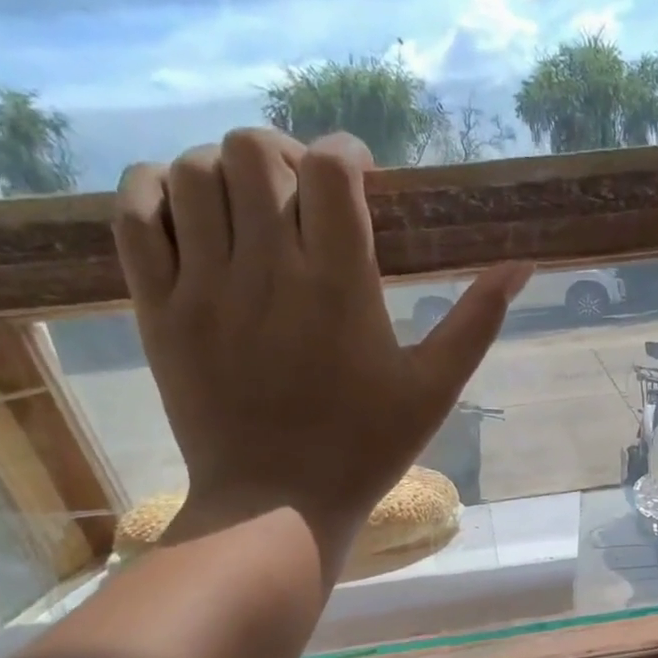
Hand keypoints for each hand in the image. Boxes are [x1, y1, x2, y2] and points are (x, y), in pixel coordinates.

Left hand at [111, 129, 530, 557]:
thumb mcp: (434, 390)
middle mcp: (267, 271)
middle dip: (286, 157)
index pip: (331, 170)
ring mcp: (203, 288)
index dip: (348, 155)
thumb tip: (522, 265)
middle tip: (303, 195)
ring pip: (194, 172)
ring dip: (225, 172)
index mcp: (339, 286)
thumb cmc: (365, 449)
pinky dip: (156, 191)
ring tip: (250, 209)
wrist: (276, 506)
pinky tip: (188, 213)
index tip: (361, 179)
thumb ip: (476, 321)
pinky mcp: (158, 310)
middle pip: (254, 152)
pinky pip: (136, 215)